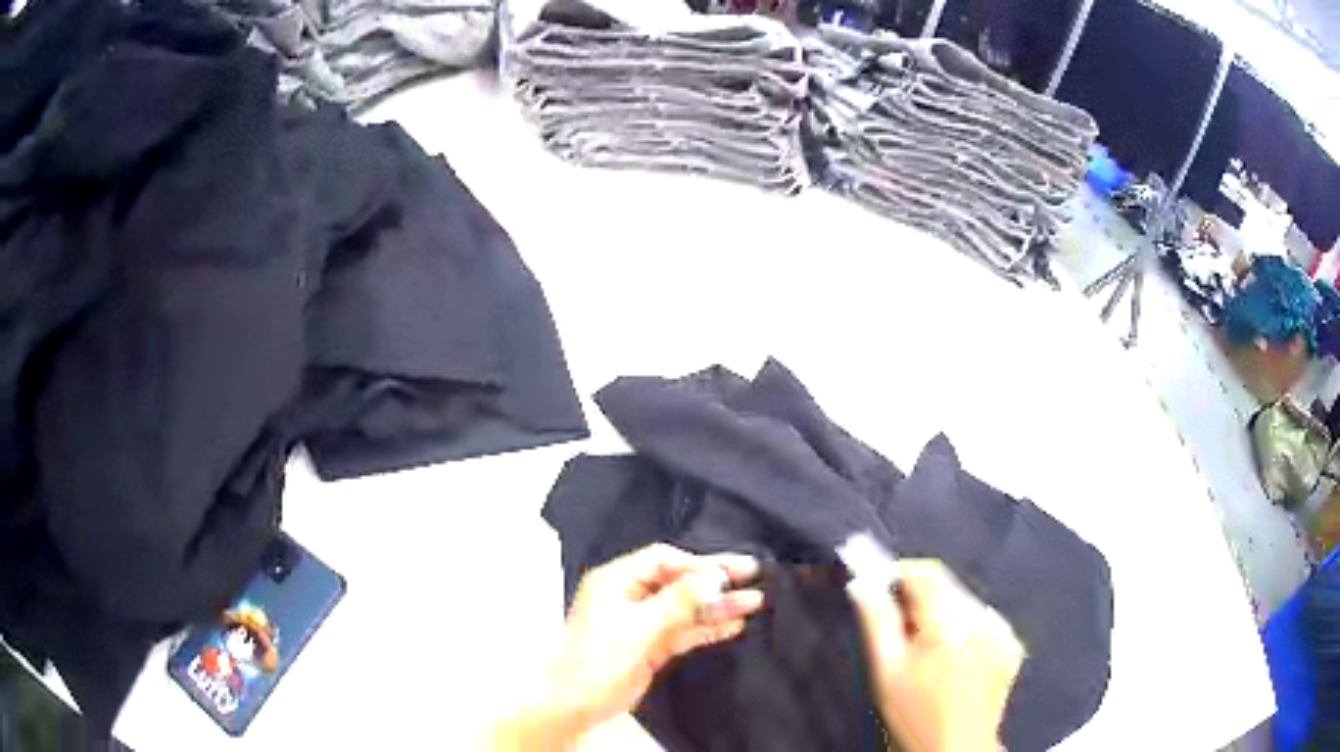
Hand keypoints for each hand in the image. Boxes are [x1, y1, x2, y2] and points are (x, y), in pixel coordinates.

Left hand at [554, 544, 763, 731]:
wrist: (576, 704)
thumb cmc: (599, 661)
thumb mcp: (641, 628)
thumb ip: (679, 602)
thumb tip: (713, 576)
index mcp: (616, 581)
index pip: (664, 560)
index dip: (698, 564)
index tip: (732, 570)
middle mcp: (629, 596)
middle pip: (678, 581)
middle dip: (713, 581)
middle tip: (753, 575)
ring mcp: (641, 622)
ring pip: (684, 607)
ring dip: (716, 605)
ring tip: (753, 601)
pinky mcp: (650, 644)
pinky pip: (683, 629)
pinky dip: (706, 627)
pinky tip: (733, 624)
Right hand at [847, 560, 1023, 751]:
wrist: (956, 748)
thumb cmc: (915, 716)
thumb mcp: (886, 671)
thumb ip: (876, 621)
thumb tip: (862, 583)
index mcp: (950, 627)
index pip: (927, 573)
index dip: (901, 574)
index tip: (883, 587)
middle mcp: (983, 622)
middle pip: (947, 585)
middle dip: (921, 599)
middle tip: (901, 629)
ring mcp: (1002, 632)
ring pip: (965, 601)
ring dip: (943, 613)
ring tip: (927, 650)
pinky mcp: (1012, 642)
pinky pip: (983, 619)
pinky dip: (966, 628)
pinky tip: (954, 658)